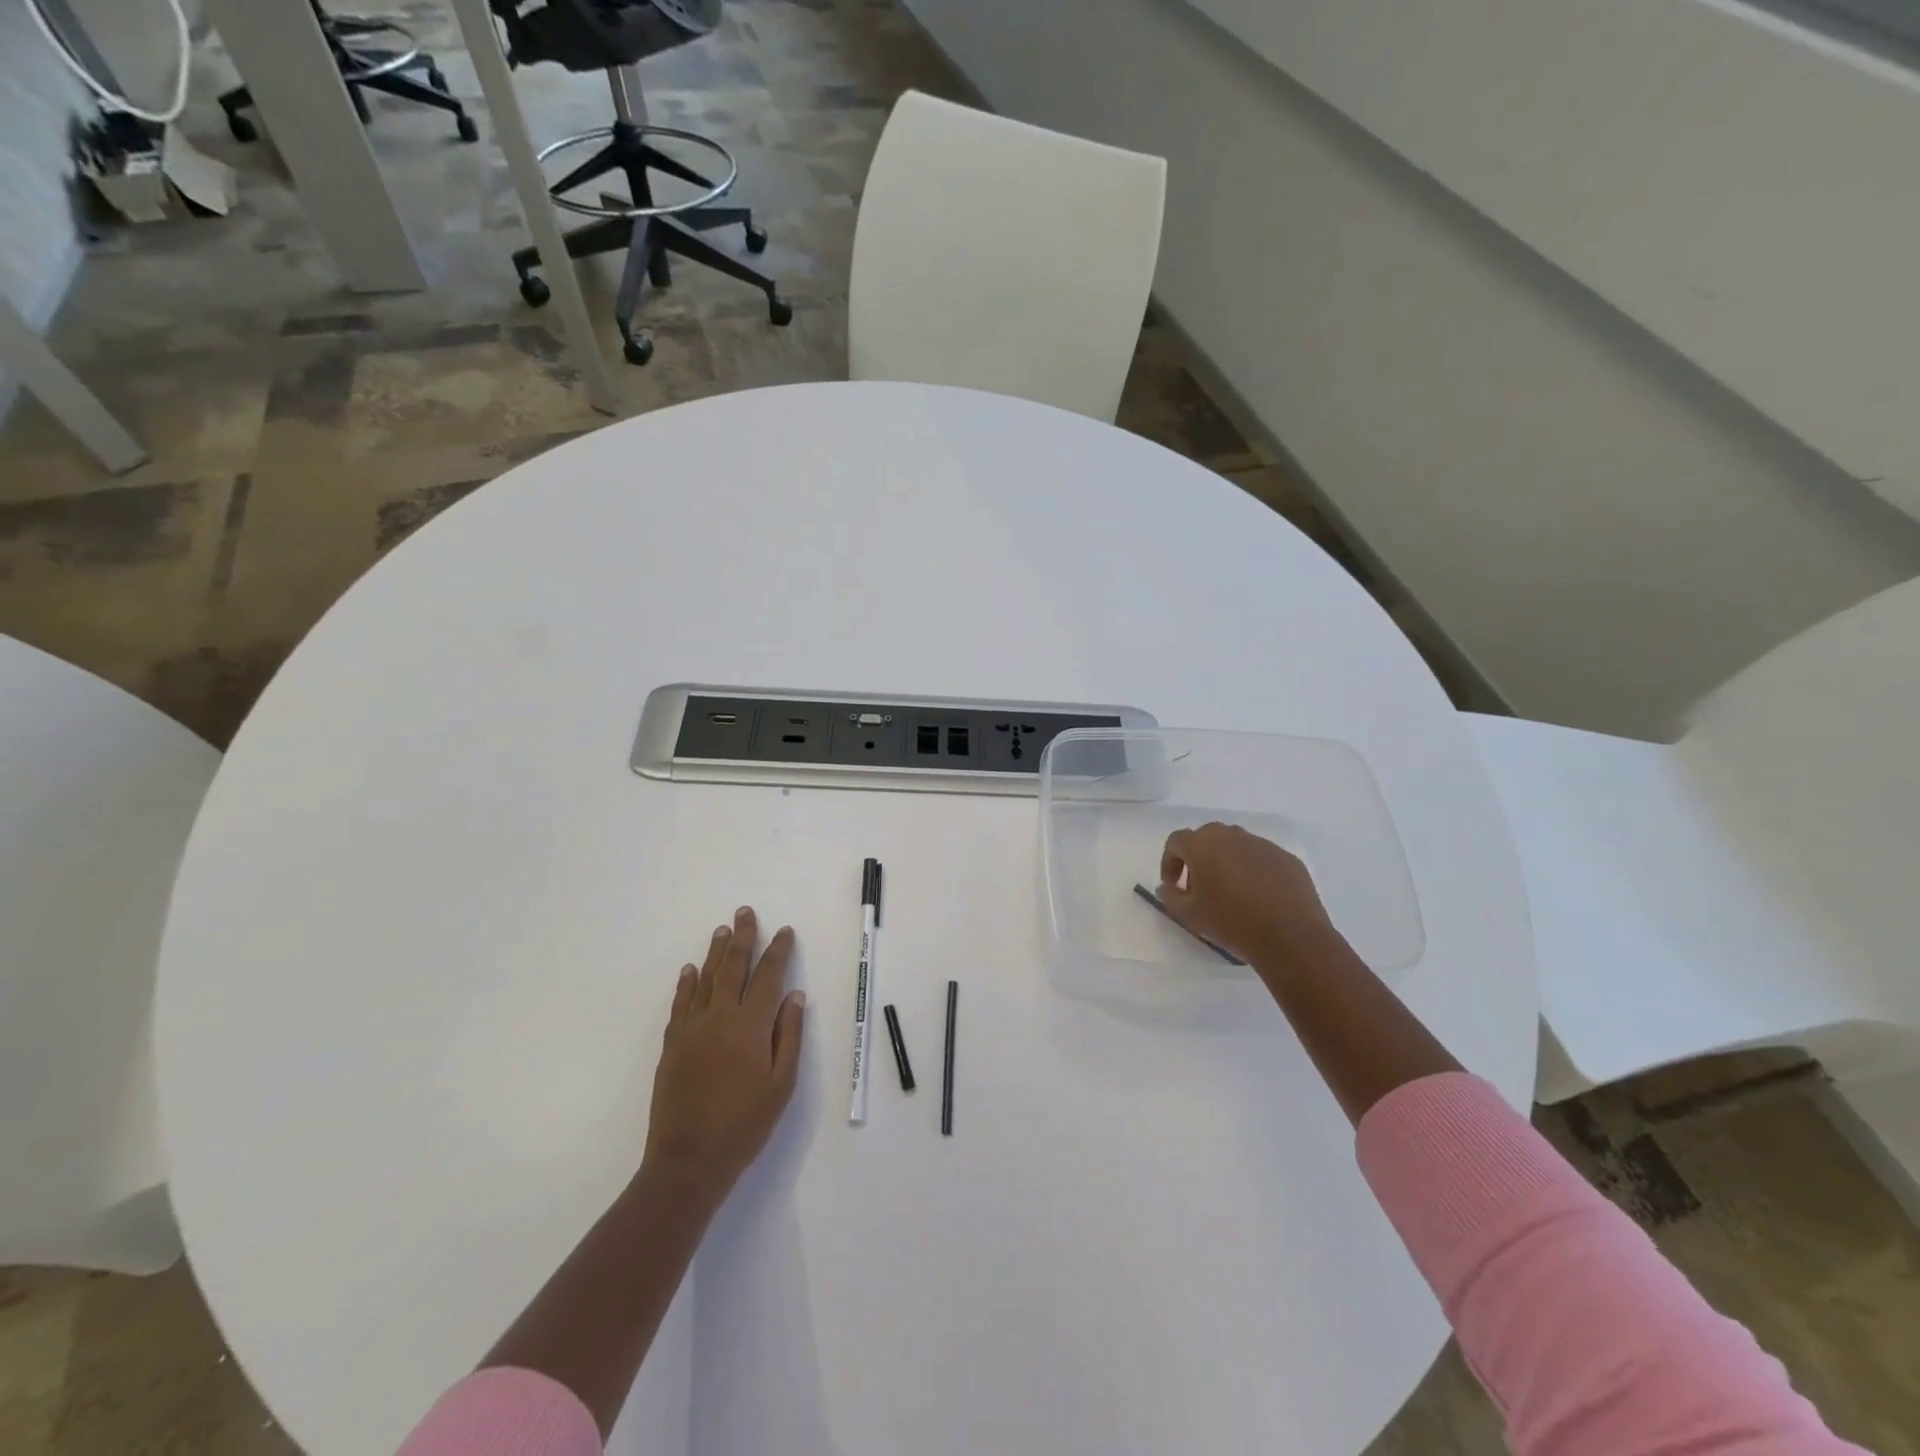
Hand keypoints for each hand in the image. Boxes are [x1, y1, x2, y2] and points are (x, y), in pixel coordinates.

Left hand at [641, 907, 806, 1203]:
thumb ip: (788, 1035)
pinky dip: (686, 984)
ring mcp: (691, 1030)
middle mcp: (720, 1018)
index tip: (784, 931)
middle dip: (742, 938)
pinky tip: (689, 970)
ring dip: (714, 952)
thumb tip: (794, 995)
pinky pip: (680, 1004)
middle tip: (745, 912)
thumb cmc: (745, 1125)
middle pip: (733, 967)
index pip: (768, 977)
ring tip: (721, 930)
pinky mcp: (672, 1045)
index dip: (778, 951)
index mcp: (751, 1026)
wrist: (688, 1161)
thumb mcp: (781, 1084)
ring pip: (705, 980)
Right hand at [1159, 822, 1344, 971]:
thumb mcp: (1189, 915)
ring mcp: (1263, 844)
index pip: (1176, 841)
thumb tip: (1167, 887)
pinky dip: (1253, 870)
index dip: (1170, 862)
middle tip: (1200, 887)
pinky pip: (1261, 858)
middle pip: (1206, 838)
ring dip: (1226, 862)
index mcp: (1203, 845)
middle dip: (1198, 859)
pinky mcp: (1286, 858)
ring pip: (1235, 846)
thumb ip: (1170, 897)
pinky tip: (1259, 897)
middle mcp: (1232, 836)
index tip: (1174, 886)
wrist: (1291, 937)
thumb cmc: (1232, 922)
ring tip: (1231, 892)